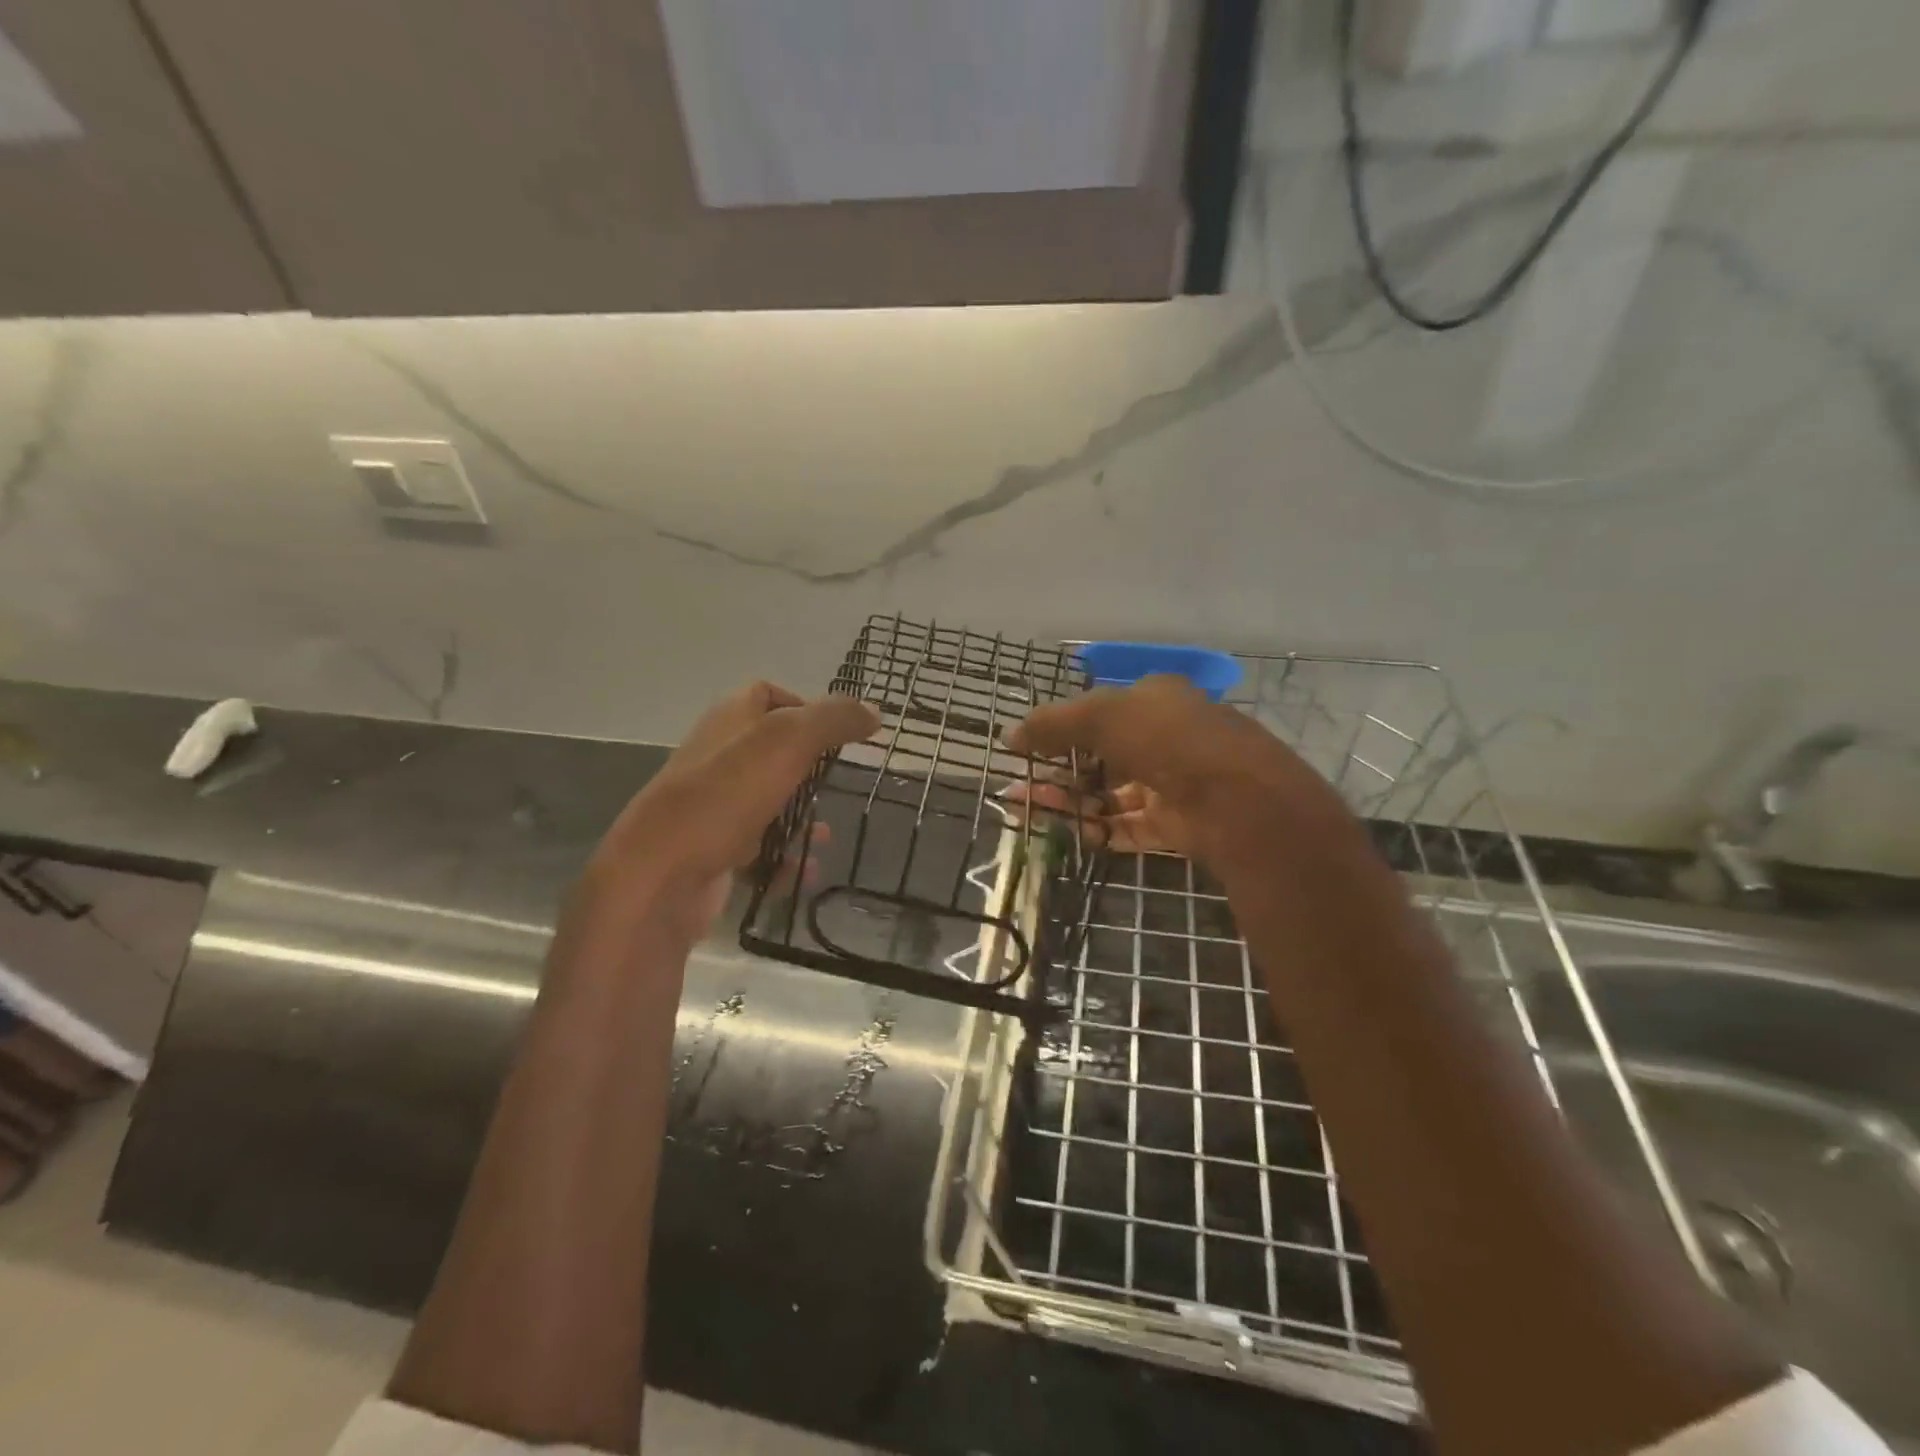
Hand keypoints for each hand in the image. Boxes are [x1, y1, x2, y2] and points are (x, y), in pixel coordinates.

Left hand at [583, 682, 877, 940]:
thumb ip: (833, 720)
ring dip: (801, 820)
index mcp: (729, 720)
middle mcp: (718, 757)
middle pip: (773, 752)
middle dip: (810, 771)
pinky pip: (759, 849)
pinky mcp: (712, 849)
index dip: (804, 705)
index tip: (836, 733)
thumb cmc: (725, 796)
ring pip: (769, 803)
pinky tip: (802, 873)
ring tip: (825, 837)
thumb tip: (874, 713)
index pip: (767, 694)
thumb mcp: (787, 742)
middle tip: (837, 786)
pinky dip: (784, 859)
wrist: (659, 876)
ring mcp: (713, 805)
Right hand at [1006, 675, 1342, 865]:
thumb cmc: (1166, 739)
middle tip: (1021, 788)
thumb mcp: (1100, 716)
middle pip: (1101, 756)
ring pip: (1110, 793)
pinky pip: (1128, 826)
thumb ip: (1052, 724)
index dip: (1061, 729)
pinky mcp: (1177, 825)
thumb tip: (1011, 736)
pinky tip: (1068, 834)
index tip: (1028, 749)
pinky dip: (1098, 829)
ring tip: (1028, 811)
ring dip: (1070, 802)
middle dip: (1058, 771)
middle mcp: (1166, 738)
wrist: (1236, 800)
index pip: (1100, 712)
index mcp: (1156, 700)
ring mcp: (1173, 784)